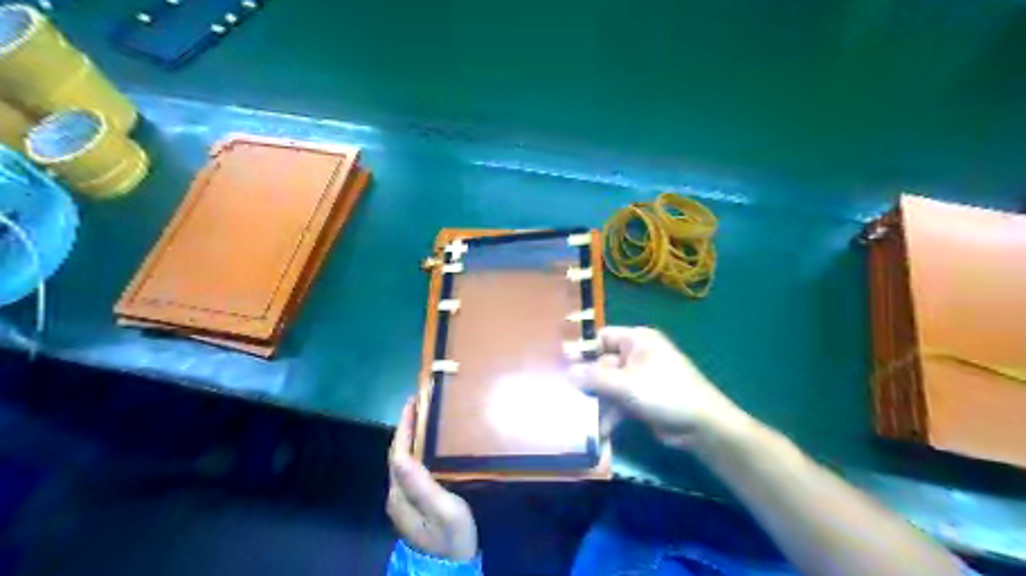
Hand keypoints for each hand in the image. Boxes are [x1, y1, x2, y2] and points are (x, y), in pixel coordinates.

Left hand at [386, 398, 477, 559]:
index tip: (412, 401)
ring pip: (404, 461)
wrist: (452, 567)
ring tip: (424, 419)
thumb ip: (420, 484)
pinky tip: (428, 447)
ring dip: (410, 438)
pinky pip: (411, 468)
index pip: (398, 452)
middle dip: (406, 428)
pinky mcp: (415, 503)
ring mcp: (405, 500)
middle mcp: (397, 494)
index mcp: (400, 494)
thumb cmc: (451, 537)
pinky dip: (417, 450)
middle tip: (420, 404)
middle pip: (398, 454)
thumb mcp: (442, 510)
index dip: (404, 426)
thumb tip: (400, 454)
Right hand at [568, 329, 746, 449]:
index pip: (602, 337)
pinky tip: (601, 431)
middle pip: (602, 363)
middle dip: (588, 381)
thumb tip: (566, 372)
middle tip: (567, 396)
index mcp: (637, 340)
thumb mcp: (626, 383)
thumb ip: (594, 377)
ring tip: (580, 417)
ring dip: (597, 401)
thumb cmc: (664, 393)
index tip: (562, 366)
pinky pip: (618, 401)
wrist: (702, 426)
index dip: (583, 350)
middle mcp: (636, 355)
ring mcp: (639, 378)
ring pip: (609, 385)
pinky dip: (610, 413)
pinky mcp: (641, 399)